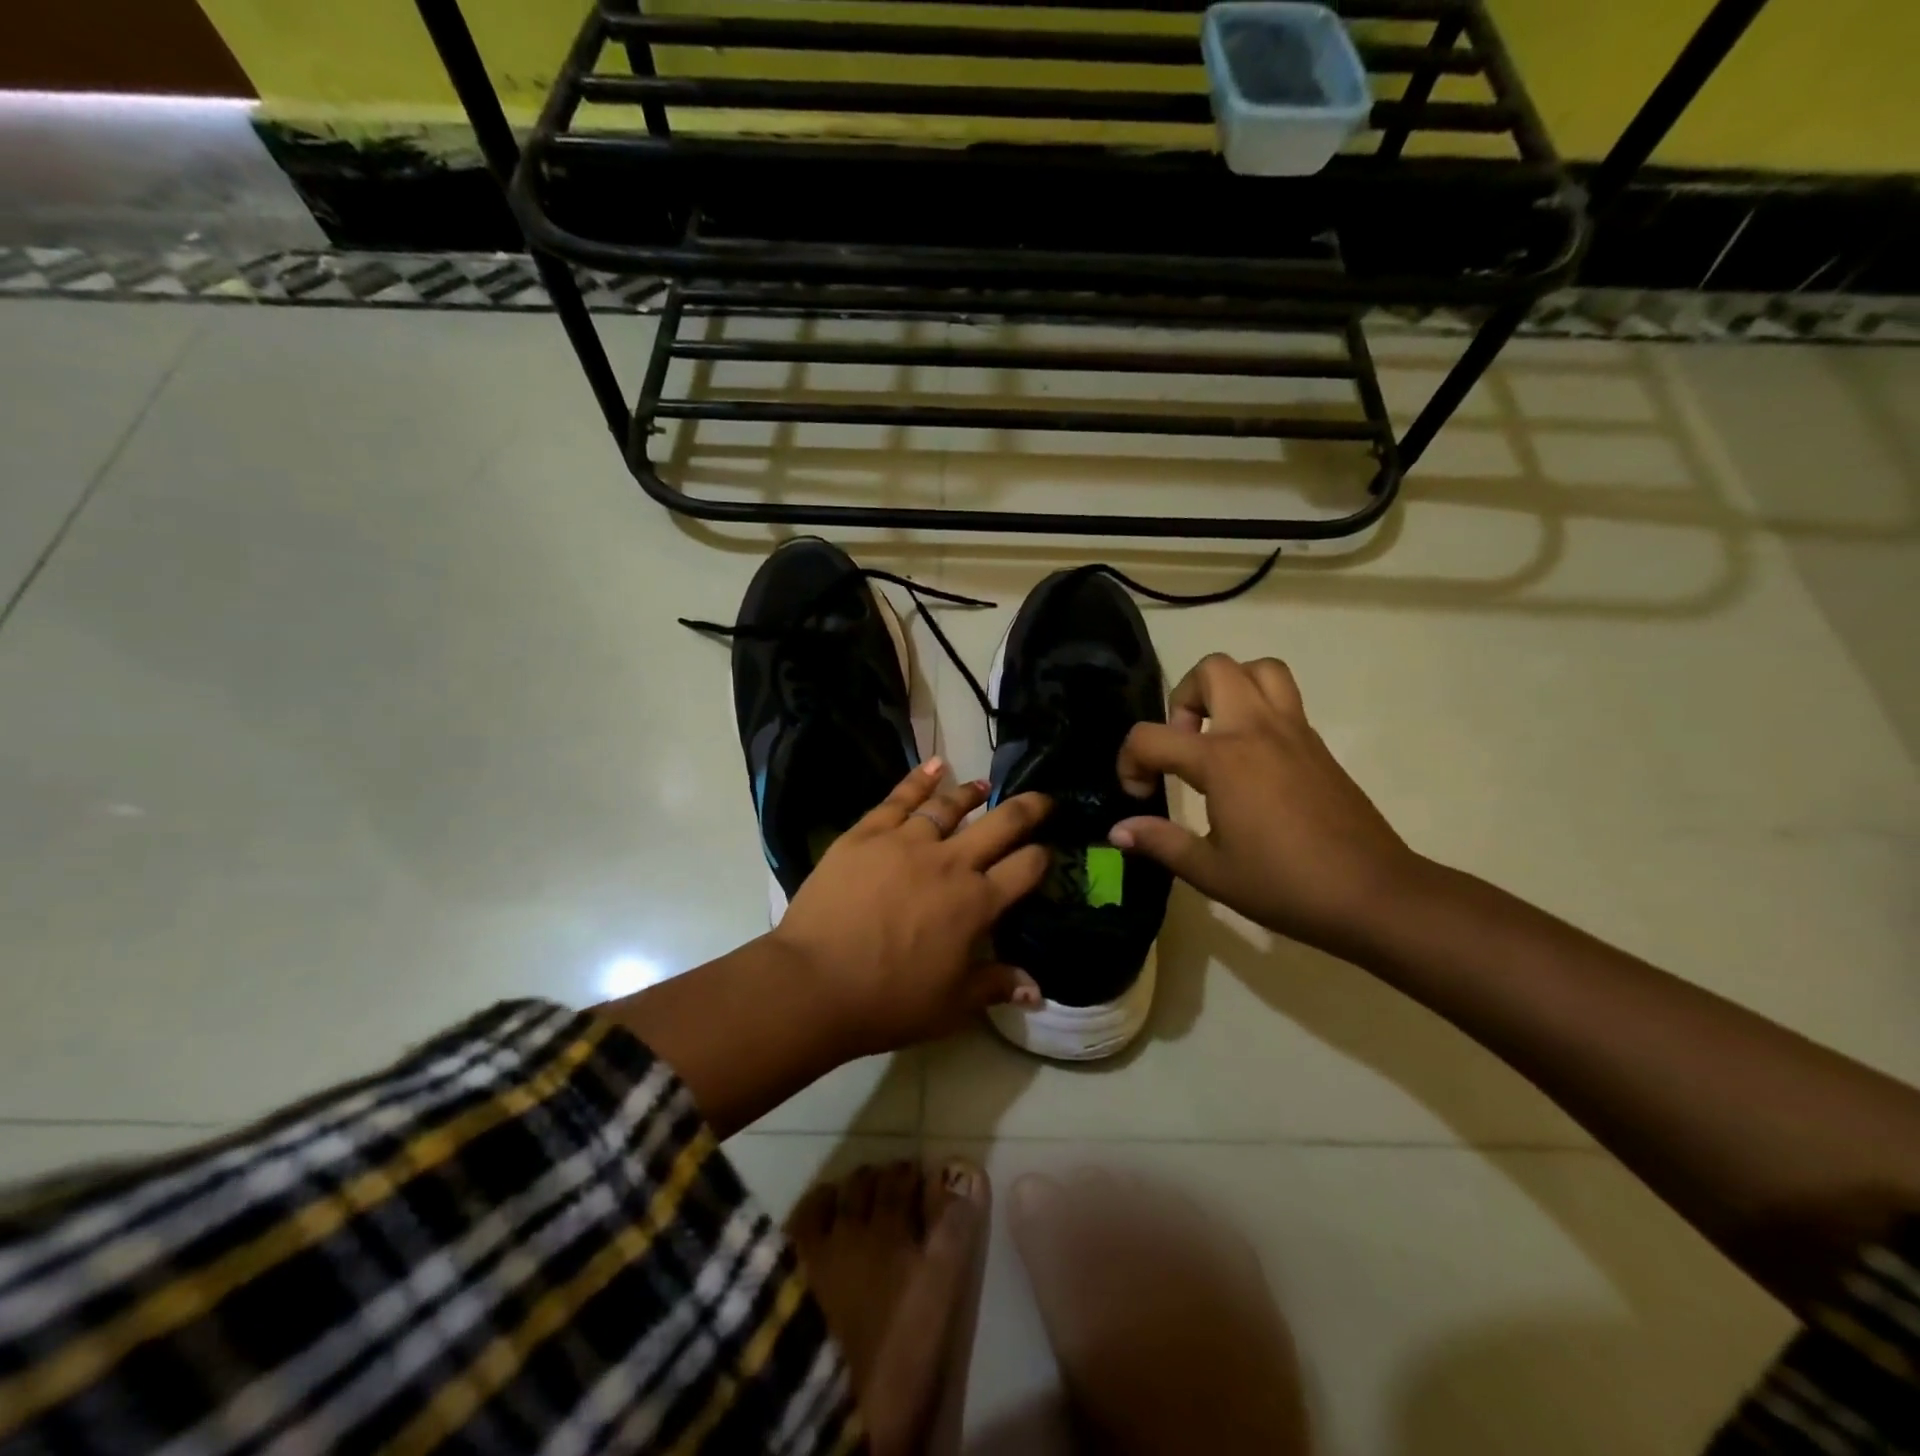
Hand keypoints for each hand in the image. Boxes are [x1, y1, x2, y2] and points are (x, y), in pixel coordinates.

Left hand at [770, 759, 1051, 1057]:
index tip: (1047, 851)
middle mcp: (949, 862)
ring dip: (971, 793)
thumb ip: (996, 986)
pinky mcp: (867, 833)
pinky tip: (935, 764)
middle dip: (1028, 809)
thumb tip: (1038, 990)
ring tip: (983, 785)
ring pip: (948, 806)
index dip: (1041, 857)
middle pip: (1000, 825)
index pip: (1024, 869)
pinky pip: (899, 798)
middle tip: (1043, 799)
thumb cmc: (889, 1000)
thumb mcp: (951, 1005)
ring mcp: (906, 842)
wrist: (815, 982)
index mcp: (976, 903)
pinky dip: (920, 778)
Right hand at [1111, 654, 1421, 954]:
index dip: (1129, 762)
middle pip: (1212, 669)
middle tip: (1182, 744)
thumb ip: (1160, 842)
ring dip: (1228, 688)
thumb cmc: (1285, 885)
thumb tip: (1117, 830)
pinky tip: (1251, 761)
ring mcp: (1293, 731)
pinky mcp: (1317, 744)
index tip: (1141, 795)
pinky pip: (1283, 698)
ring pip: (1258, 669)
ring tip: (1217, 734)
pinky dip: (1258, 708)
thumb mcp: (1211, 872)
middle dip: (1182, 699)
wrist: (1374, 894)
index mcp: (1222, 760)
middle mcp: (1256, 730)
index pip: (1151, 736)